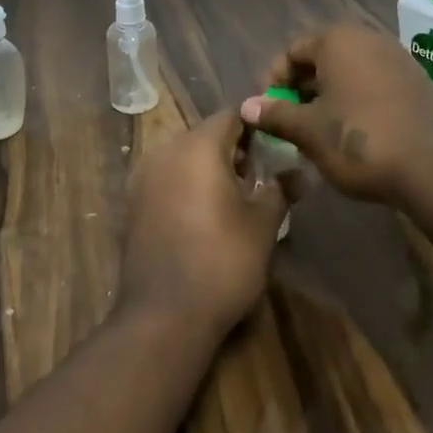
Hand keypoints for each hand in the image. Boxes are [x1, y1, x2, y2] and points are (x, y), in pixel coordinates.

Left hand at [120, 110, 287, 341]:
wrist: (163, 315)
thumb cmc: (223, 261)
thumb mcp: (263, 224)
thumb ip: (281, 189)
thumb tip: (300, 173)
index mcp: (198, 145)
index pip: (232, 116)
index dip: (257, 128)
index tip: (275, 149)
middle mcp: (165, 150)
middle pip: (205, 134)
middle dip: (233, 150)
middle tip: (259, 178)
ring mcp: (143, 176)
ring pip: (184, 156)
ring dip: (208, 168)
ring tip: (233, 199)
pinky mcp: (132, 203)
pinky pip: (167, 179)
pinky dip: (186, 185)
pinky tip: (204, 216)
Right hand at [240, 24, 432, 207]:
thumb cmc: (359, 140)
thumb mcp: (308, 130)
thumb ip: (275, 114)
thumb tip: (247, 106)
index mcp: (337, 40)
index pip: (293, 50)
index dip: (276, 80)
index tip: (270, 111)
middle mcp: (367, 38)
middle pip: (322, 57)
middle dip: (303, 87)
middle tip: (292, 121)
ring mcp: (396, 57)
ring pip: (349, 70)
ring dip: (329, 94)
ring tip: (320, 129)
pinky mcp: (416, 80)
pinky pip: (374, 81)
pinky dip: (357, 98)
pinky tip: (354, 130)